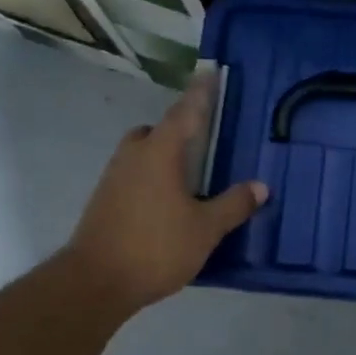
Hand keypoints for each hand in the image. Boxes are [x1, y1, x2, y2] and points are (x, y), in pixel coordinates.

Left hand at [64, 75, 266, 317]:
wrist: (95, 282)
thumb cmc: (156, 247)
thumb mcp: (205, 228)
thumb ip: (233, 204)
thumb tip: (260, 186)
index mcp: (160, 153)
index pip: (185, 113)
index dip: (200, 93)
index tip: (209, 72)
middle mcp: (133, 156)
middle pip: (156, 131)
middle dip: (177, 131)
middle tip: (203, 142)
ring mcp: (114, 178)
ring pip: (142, 154)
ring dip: (163, 157)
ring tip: (189, 178)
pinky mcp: (104, 200)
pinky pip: (134, 175)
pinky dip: (152, 178)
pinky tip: (168, 204)